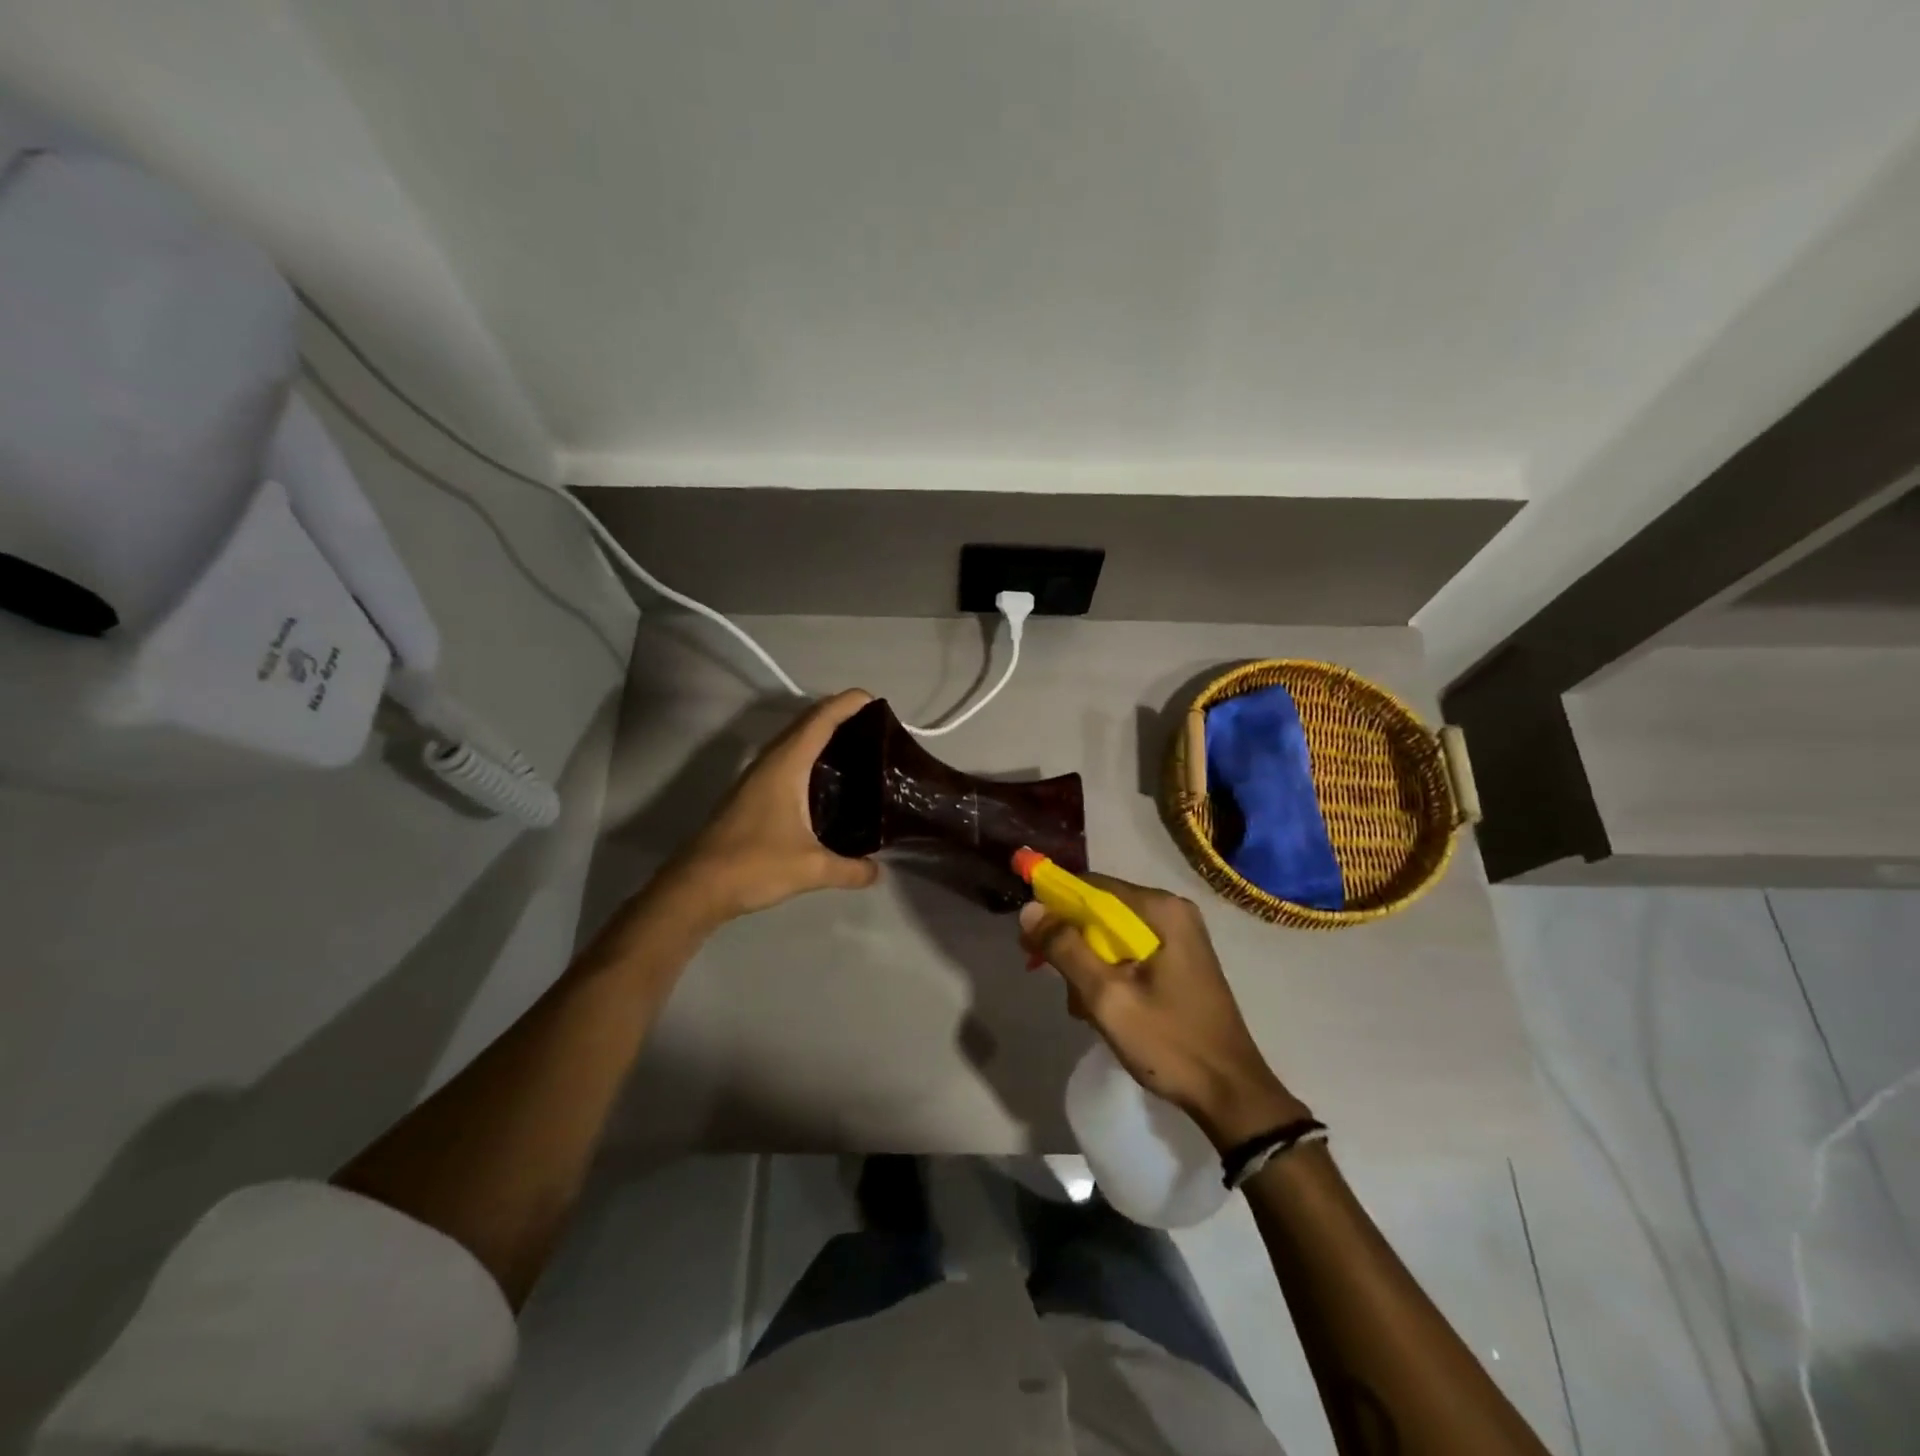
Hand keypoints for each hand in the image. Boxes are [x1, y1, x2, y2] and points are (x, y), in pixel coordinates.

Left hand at [663, 690, 880, 922]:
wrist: (697, 886)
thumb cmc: (754, 865)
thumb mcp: (811, 869)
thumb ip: (850, 869)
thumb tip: (878, 871)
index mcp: (786, 765)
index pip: (821, 720)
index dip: (848, 704)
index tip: (875, 701)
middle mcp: (771, 762)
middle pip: (808, 724)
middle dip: (840, 716)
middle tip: (876, 728)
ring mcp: (758, 777)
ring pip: (795, 742)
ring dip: (823, 736)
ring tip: (859, 749)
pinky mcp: (752, 794)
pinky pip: (788, 761)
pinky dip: (811, 758)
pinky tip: (828, 782)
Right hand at [1018, 875, 1309, 1148]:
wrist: (1231, 1094)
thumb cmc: (1169, 1043)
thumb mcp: (1107, 997)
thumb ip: (1066, 949)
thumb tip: (1029, 909)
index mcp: (1161, 910)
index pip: (1092, 886)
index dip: (1054, 904)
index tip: (1028, 935)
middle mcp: (1172, 912)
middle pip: (1101, 910)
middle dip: (1070, 941)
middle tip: (1043, 971)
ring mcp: (1179, 937)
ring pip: (1112, 935)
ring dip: (1088, 963)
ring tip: (1079, 1005)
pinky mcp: (1180, 961)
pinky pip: (1130, 952)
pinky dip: (1109, 973)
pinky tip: (1100, 1008)